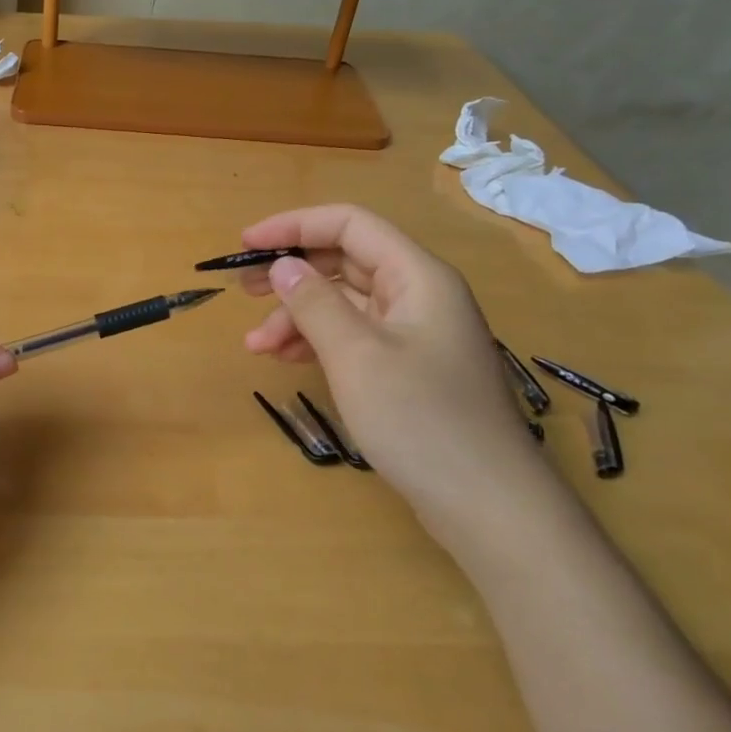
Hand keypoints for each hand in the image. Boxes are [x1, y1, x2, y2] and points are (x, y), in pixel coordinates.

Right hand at [240, 204, 563, 543]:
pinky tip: (285, 358)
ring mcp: (415, 334)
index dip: (294, 226)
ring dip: (297, 316)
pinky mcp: (409, 369)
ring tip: (256, 345)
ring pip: (345, 304)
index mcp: (417, 277)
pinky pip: (354, 337)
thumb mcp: (356, 355)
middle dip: (291, 273)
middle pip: (345, 262)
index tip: (245, 244)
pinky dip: (317, 342)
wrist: (488, 506)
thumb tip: (282, 267)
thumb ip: (315, 304)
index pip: (350, 225)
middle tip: (242, 290)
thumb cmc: (421, 419)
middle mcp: (418, 296)